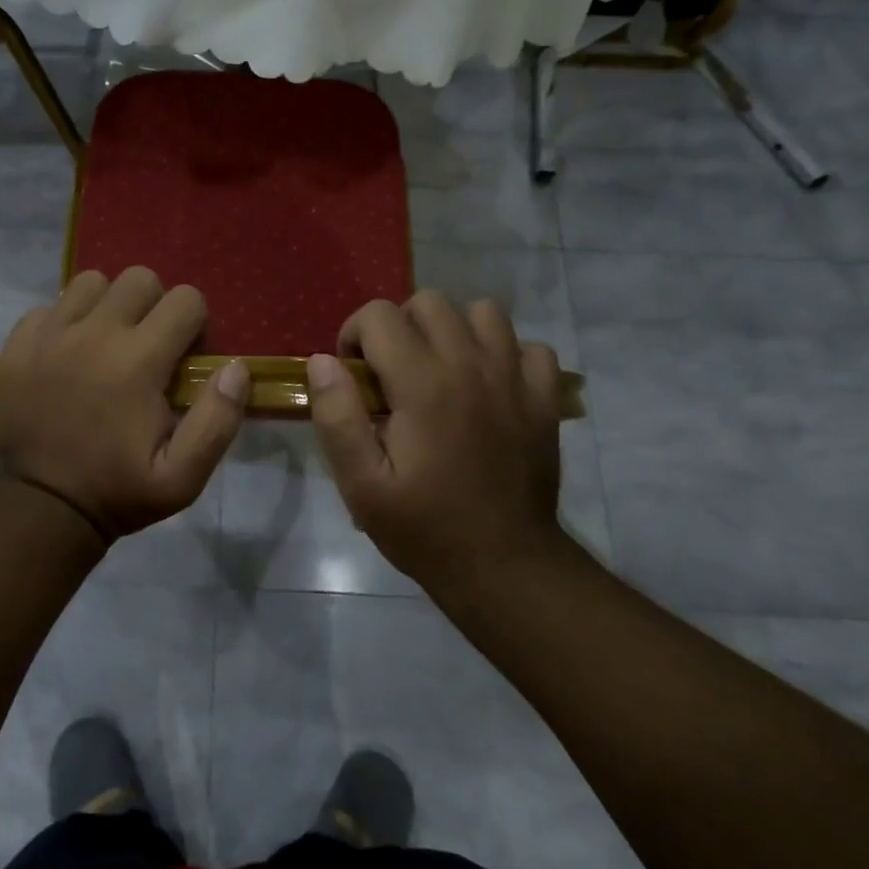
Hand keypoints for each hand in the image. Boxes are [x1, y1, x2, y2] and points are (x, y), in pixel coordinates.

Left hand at [0, 268, 248, 542]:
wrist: (40, 507)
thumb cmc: (118, 492)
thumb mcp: (183, 478)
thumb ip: (218, 420)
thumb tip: (236, 367)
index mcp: (139, 361)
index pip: (186, 299)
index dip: (194, 324)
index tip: (183, 357)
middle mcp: (95, 333)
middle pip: (139, 279)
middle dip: (154, 306)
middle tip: (148, 347)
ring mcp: (51, 333)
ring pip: (92, 282)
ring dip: (108, 305)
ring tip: (107, 343)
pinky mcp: (18, 342)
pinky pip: (51, 306)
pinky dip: (65, 321)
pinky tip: (68, 354)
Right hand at [307, 293, 567, 589]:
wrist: (504, 566)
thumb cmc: (423, 527)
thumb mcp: (361, 484)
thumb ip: (337, 417)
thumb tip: (323, 360)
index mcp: (423, 383)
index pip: (380, 315)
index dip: (355, 334)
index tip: (354, 374)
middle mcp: (471, 365)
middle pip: (430, 302)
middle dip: (400, 325)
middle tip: (393, 372)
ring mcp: (515, 378)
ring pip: (483, 312)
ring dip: (454, 330)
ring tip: (441, 370)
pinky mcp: (545, 399)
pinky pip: (530, 347)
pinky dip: (507, 355)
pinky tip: (490, 386)